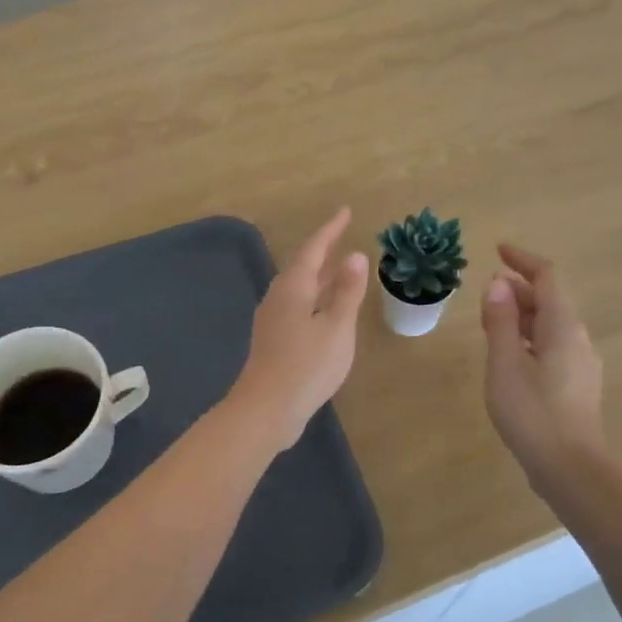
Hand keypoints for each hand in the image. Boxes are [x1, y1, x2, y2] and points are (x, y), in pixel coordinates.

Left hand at [230, 207, 369, 454]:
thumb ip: (347, 291)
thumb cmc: (307, 365)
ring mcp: (272, 319)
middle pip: (302, 266)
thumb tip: (355, 255)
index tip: (345, 212)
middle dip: (322, 250)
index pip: (314, 249)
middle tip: (341, 236)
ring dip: (318, 275)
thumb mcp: (336, 327)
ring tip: (337, 268)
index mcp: (294, 287)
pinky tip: (322, 309)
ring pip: (298, 287)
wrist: (266, 409)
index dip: (330, 230)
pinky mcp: (273, 339)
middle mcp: (279, 297)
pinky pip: (297, 305)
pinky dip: (313, 297)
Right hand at [480, 244, 610, 491]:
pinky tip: (510, 355)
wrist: (571, 469)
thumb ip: (500, 321)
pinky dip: (529, 337)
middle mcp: (577, 338)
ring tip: (492, 321)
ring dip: (522, 314)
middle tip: (486, 291)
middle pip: (550, 300)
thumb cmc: (532, 412)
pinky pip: (552, 345)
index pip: (546, 277)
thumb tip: (498, 283)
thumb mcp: (504, 363)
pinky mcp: (576, 385)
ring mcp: (580, 363)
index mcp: (563, 327)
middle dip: (519, 288)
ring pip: (550, 325)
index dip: (523, 260)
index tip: (498, 250)